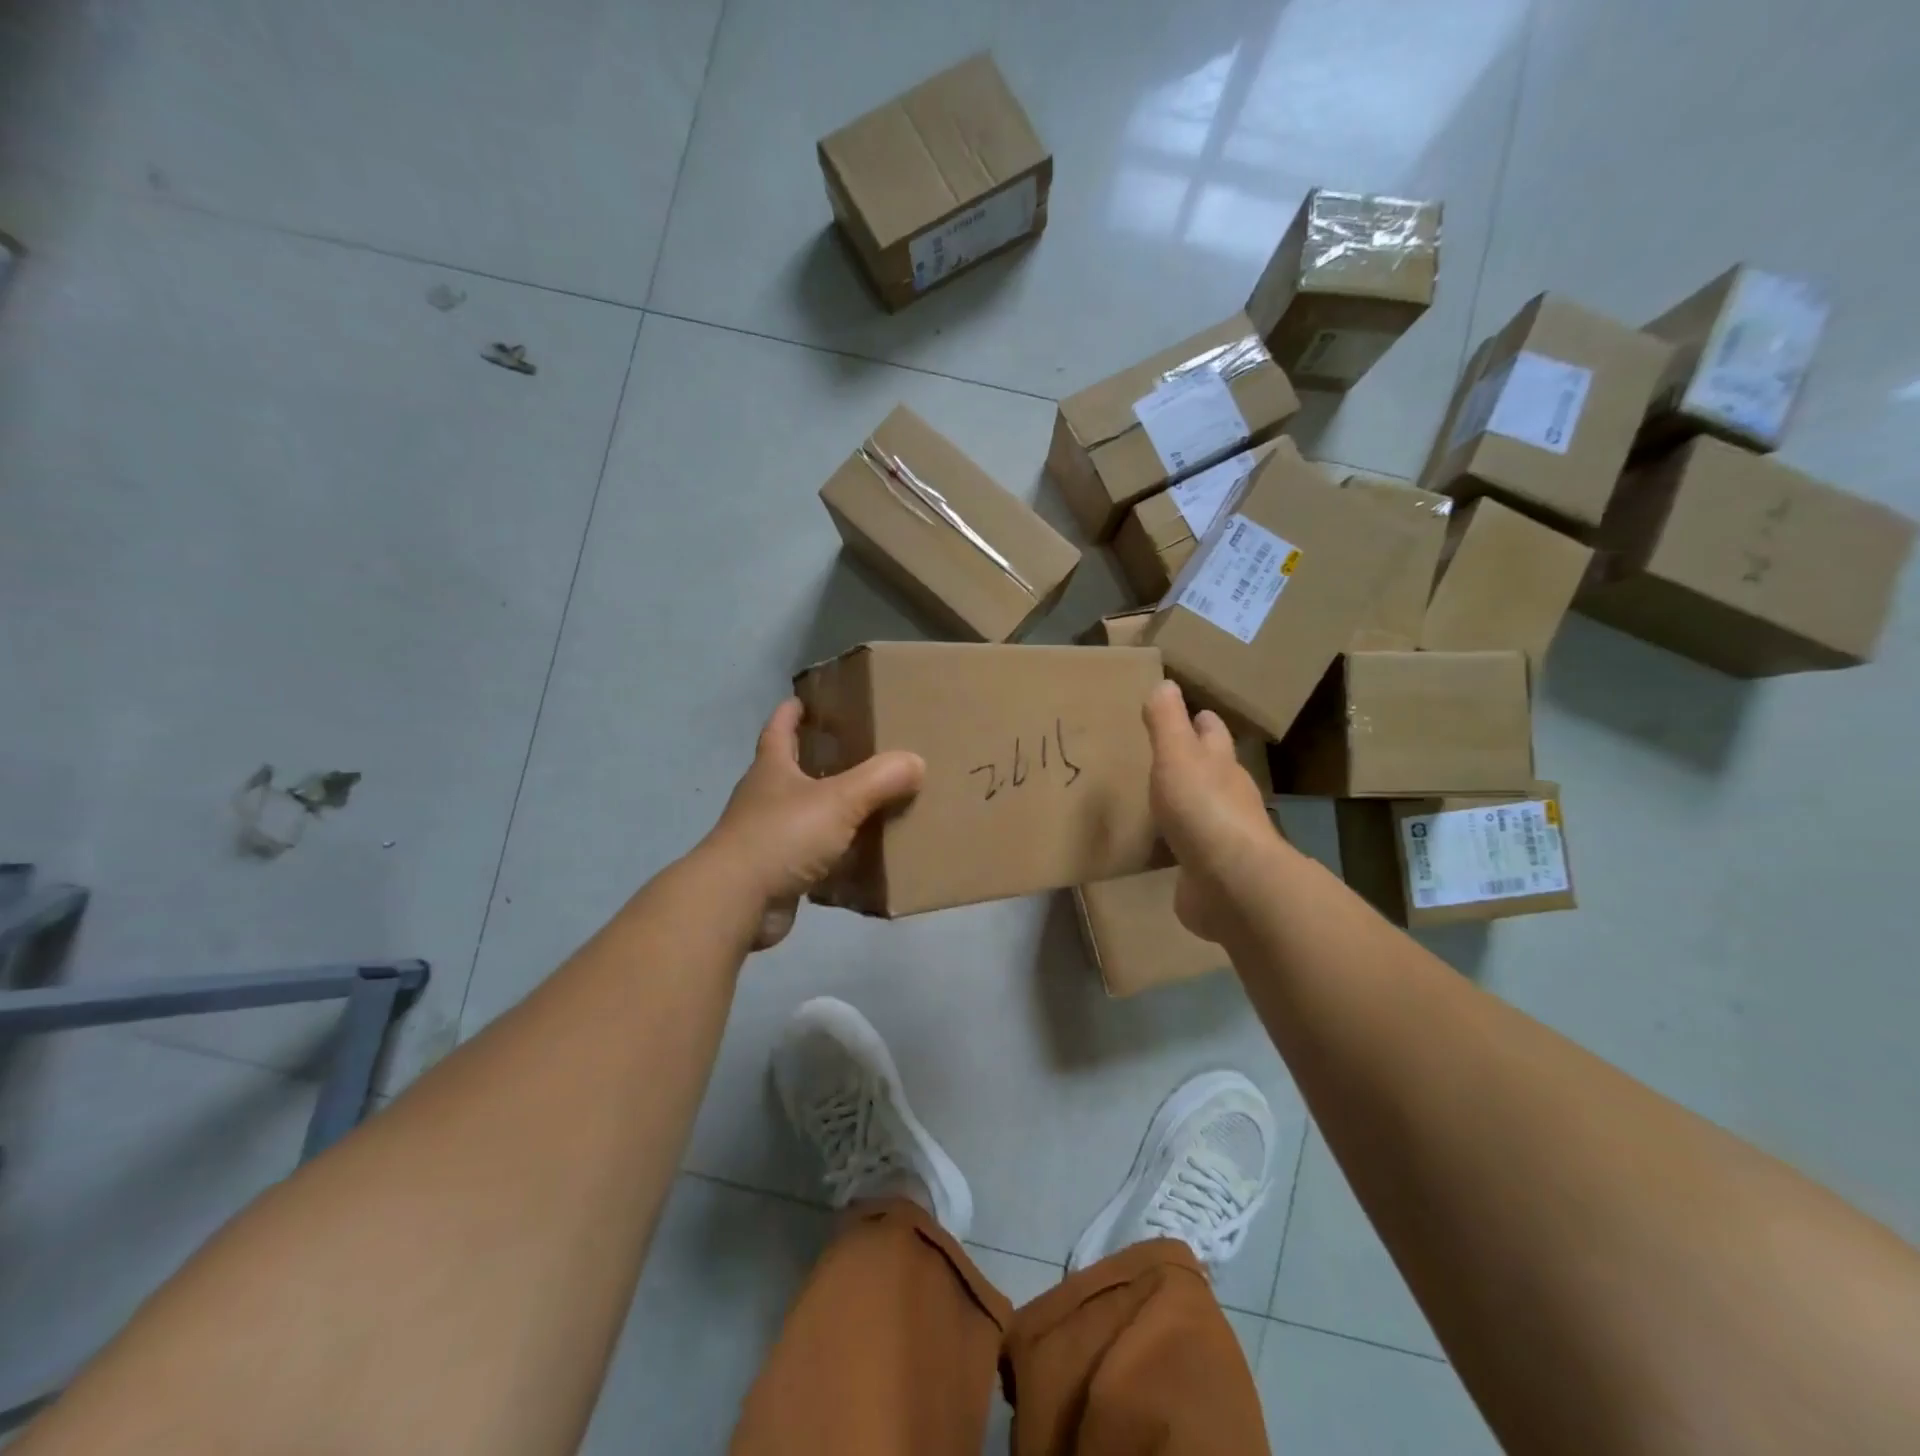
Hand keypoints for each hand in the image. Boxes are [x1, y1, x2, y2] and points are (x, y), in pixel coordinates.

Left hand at [704, 698, 924, 948]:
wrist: (736, 902)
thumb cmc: (782, 836)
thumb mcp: (839, 800)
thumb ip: (879, 779)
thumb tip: (916, 761)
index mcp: (771, 770)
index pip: (778, 730)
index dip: (790, 713)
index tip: (803, 699)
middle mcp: (763, 799)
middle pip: (788, 771)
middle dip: (814, 760)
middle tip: (852, 752)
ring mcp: (765, 838)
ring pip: (801, 815)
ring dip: (826, 810)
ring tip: (865, 805)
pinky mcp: (773, 874)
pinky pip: (808, 857)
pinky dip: (830, 855)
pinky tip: (857, 858)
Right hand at [1142, 681, 1284, 943]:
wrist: (1230, 883)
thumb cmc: (1202, 809)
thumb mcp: (1177, 755)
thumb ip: (1167, 721)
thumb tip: (1166, 683)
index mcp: (1220, 764)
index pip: (1212, 732)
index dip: (1199, 719)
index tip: (1186, 712)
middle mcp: (1228, 796)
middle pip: (1213, 768)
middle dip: (1194, 758)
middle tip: (1164, 753)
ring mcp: (1222, 836)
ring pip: (1203, 809)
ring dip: (1185, 801)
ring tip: (1155, 797)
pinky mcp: (1209, 870)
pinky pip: (1191, 849)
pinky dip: (1178, 842)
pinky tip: (1161, 846)